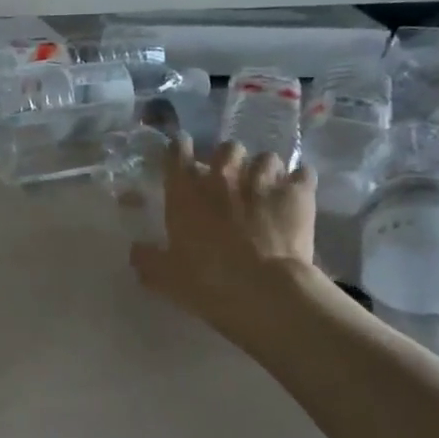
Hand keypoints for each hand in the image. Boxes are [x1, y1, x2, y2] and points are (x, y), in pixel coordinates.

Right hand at [131, 140, 319, 348]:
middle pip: (227, 148)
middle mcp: (223, 175)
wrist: (263, 290)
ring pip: (266, 157)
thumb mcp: (164, 276)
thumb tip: (135, 250)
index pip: (176, 151)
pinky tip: (297, 195)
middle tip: (231, 179)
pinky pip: (303, 174)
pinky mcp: (298, 193)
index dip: (179, 148)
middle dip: (229, 160)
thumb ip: (147, 259)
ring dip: (265, 170)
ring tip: (267, 187)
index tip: (182, 153)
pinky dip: (300, 182)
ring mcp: (263, 180)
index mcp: (185, 190)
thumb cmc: (206, 281)